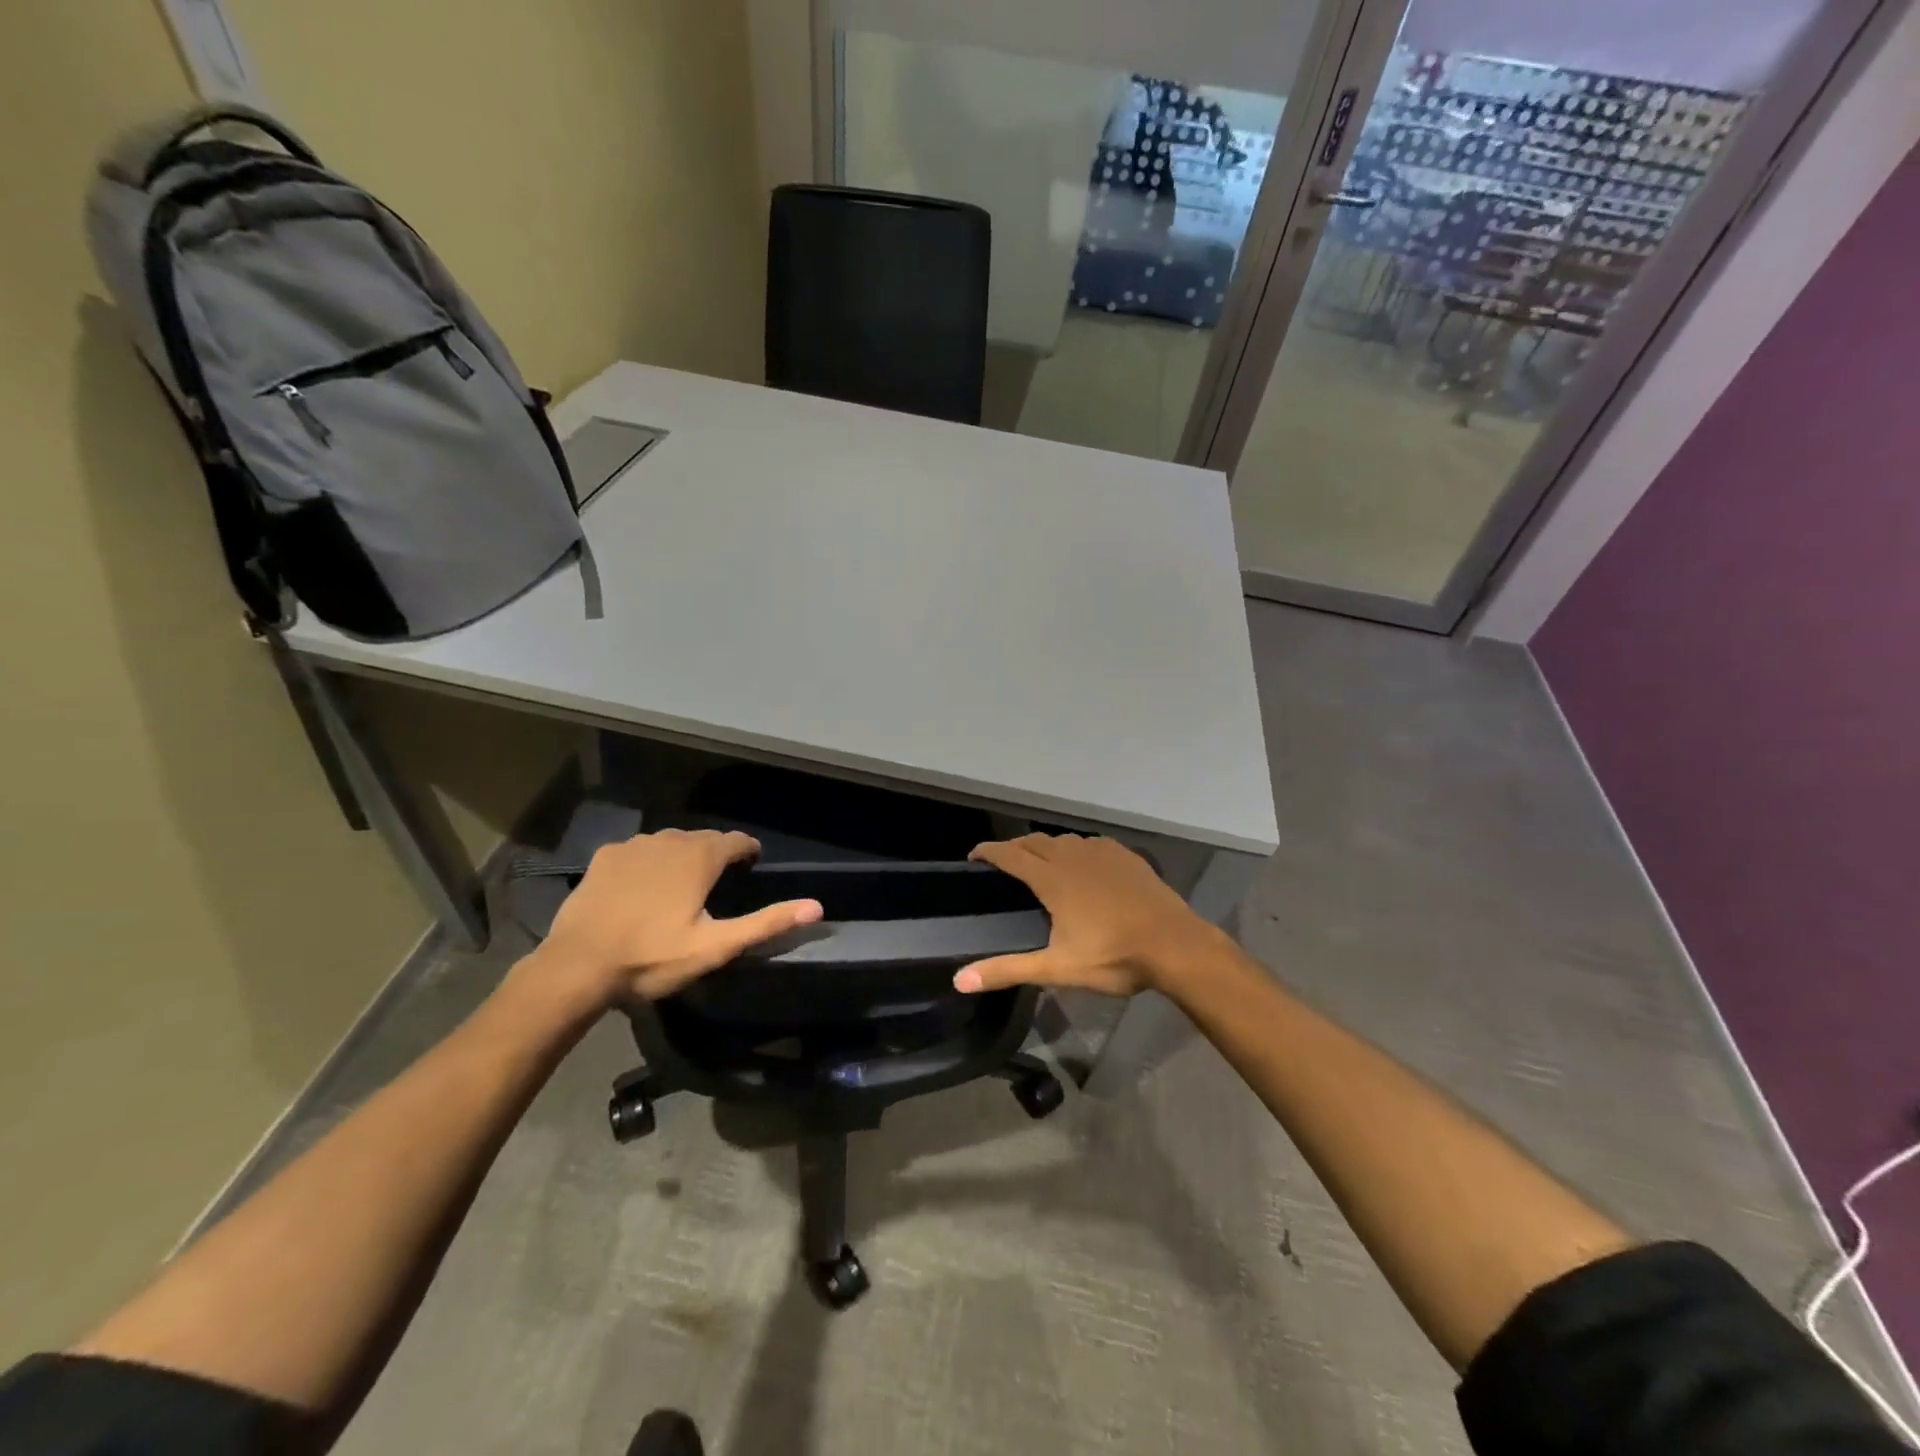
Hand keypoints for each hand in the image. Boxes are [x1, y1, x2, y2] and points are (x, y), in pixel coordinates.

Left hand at [532, 830, 822, 1007]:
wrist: (576, 966)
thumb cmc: (651, 957)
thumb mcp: (716, 946)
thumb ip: (766, 923)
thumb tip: (817, 907)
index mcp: (700, 858)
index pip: (736, 840)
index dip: (748, 850)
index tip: (752, 865)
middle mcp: (669, 840)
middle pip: (703, 838)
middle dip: (715, 853)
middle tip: (718, 881)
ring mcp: (633, 846)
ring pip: (670, 841)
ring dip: (682, 855)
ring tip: (682, 883)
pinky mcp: (605, 857)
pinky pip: (638, 850)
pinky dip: (648, 860)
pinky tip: (642, 885)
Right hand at [955, 835, 1223, 996]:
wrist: (1175, 945)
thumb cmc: (1113, 956)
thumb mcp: (1056, 969)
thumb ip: (1007, 970)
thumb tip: (958, 981)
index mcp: (1053, 879)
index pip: (1010, 854)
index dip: (989, 852)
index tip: (974, 856)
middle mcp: (1073, 857)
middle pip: (1035, 842)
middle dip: (1015, 847)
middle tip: (1003, 862)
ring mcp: (1102, 853)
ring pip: (1064, 840)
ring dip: (1045, 847)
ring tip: (1040, 863)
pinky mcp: (1126, 856)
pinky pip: (1091, 844)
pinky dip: (1075, 850)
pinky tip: (1082, 864)